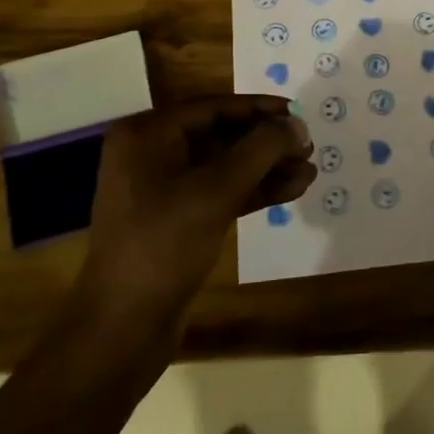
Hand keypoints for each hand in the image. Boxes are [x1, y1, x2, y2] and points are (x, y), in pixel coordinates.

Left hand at [74, 96, 314, 331]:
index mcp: (147, 135)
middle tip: (308, 147)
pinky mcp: (176, 220)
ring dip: (267, 168)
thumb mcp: (216, 190)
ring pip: (224, 167)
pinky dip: (254, 191)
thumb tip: (297, 125)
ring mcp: (162, 189)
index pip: (213, 107)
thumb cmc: (164, 245)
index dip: (260, 108)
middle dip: (267, 142)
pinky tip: (291, 191)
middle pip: (221, 136)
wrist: (124, 326)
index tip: (299, 112)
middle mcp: (151, 154)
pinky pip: (220, 193)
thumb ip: (261, 150)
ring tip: (309, 172)